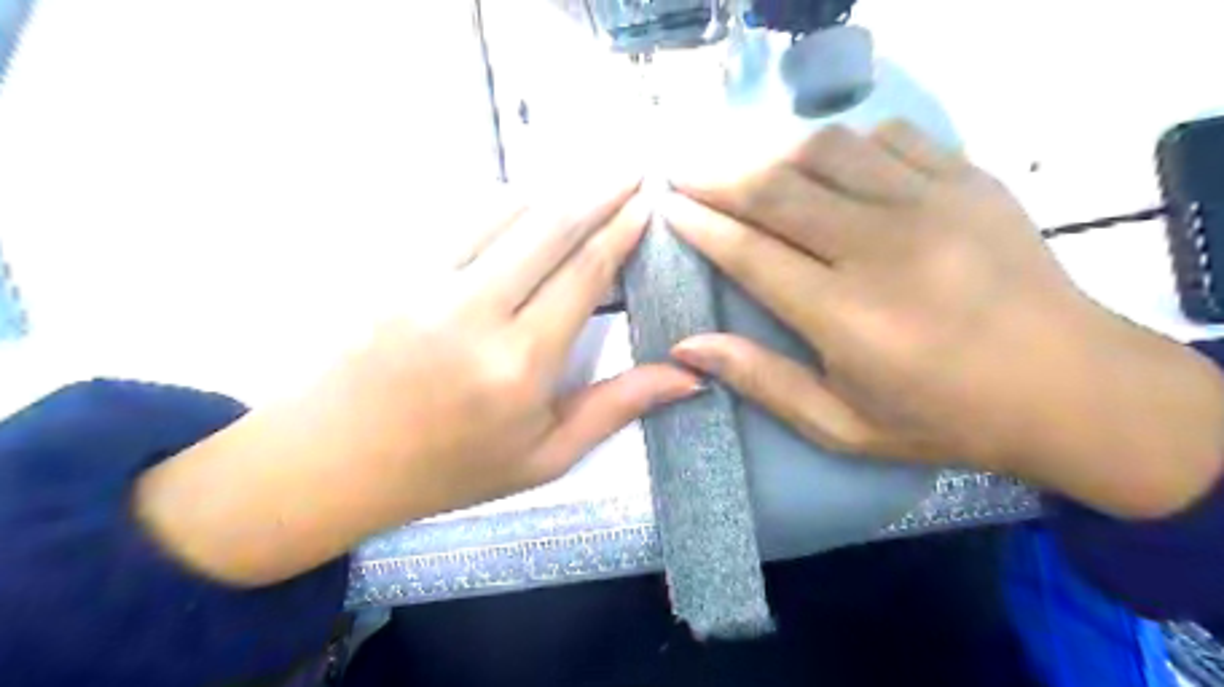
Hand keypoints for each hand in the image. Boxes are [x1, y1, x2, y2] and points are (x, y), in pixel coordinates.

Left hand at [136, 179, 698, 587]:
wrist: (331, 463)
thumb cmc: (450, 470)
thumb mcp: (546, 456)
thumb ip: (617, 407)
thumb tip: (689, 376)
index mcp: (520, 364)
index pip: (584, 274)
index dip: (621, 231)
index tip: (647, 204)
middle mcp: (475, 312)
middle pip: (551, 226)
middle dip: (599, 190)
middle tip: (633, 170)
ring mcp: (427, 284)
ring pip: (504, 210)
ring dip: (553, 191)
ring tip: (588, 182)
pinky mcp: (395, 271)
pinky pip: (460, 219)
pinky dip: (503, 203)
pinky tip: (525, 204)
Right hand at [670, 121, 1223, 513]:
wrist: (1070, 388)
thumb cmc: (943, 417)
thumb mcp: (841, 424)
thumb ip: (761, 380)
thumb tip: (687, 347)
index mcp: (846, 315)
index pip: (749, 252)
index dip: (701, 224)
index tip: (668, 206)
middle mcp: (881, 248)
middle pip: (777, 190)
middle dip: (717, 176)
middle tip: (684, 171)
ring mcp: (930, 204)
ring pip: (826, 150)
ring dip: (773, 153)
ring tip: (747, 167)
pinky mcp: (969, 181)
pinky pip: (888, 137)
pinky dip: (845, 143)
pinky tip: (830, 164)